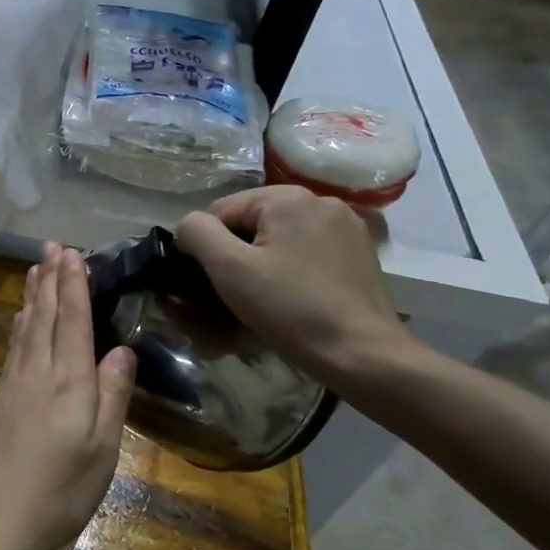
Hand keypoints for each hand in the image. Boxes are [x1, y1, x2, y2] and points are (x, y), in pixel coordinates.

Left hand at [0, 243, 135, 549]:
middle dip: (49, 279)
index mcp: (67, 380)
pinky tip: (19, 321)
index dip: (73, 285)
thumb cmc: (60, 489)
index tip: (73, 253)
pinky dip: (19, 325)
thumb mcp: (102, 448)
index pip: (71, 320)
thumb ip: (112, 394)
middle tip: (51, 246)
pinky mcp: (0, 401)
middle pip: (43, 316)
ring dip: (31, 296)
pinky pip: (13, 347)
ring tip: (35, 270)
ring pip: (24, 328)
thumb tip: (121, 349)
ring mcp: (13, 385)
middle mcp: (36, 373)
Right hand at [175, 186, 412, 386]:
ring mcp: (345, 226)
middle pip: (252, 223)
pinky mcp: (359, 252)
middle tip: (234, 296)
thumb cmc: (289, 307)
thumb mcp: (229, 268)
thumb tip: (189, 226)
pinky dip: (291, 269)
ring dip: (262, 262)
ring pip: (280, 238)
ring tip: (263, 300)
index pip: (220, 211)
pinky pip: (307, 251)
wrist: (360, 352)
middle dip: (236, 255)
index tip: (212, 283)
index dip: (207, 247)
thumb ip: (197, 233)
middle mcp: (320, 200)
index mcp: (287, 197)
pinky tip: (294, 297)